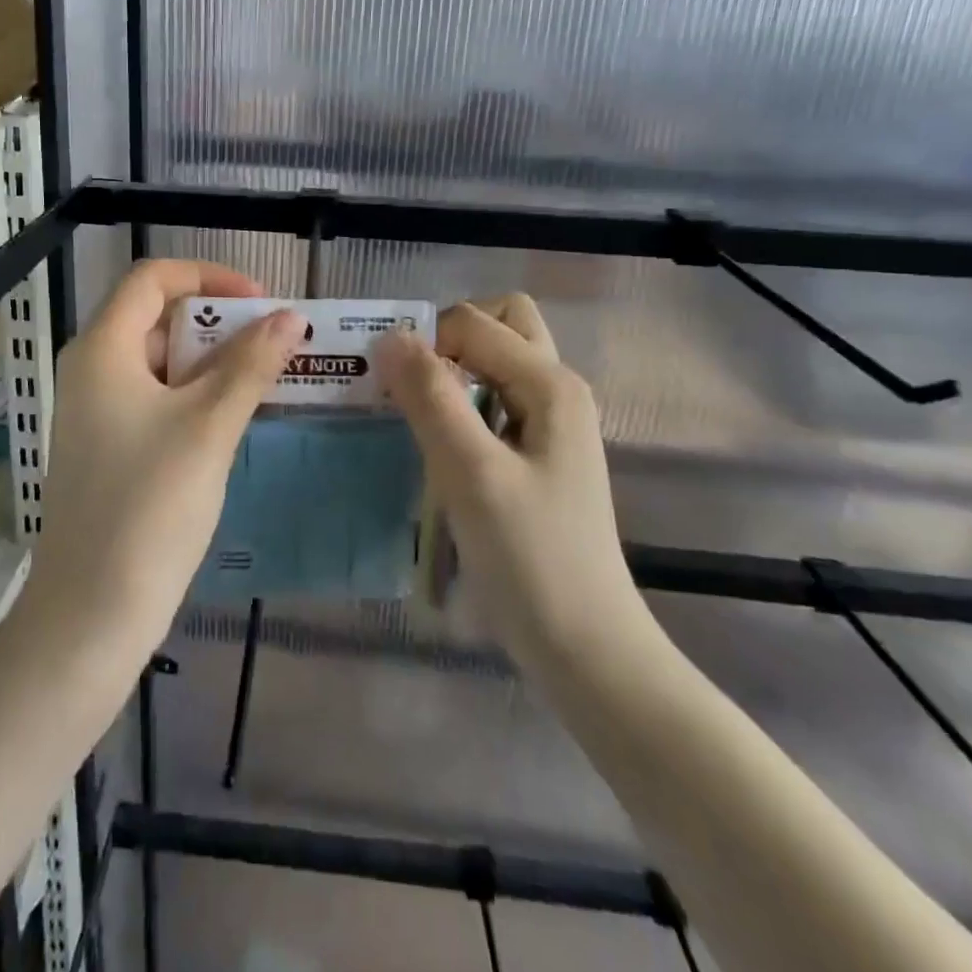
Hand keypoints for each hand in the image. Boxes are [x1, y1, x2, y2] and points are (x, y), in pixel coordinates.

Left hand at [22, 260, 304, 650]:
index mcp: (103, 349)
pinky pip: (157, 399)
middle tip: (274, 340)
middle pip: (158, 317)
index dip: (209, 276)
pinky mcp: (110, 447)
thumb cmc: (149, 505)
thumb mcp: (209, 426)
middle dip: (219, 321)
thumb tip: (291, 318)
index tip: (261, 300)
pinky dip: (197, 395)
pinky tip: (237, 415)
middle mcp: (92, 370)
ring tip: (268, 375)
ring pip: (162, 362)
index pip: (153, 279)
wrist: (92, 612)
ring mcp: (97, 412)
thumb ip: (251, 365)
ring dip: (214, 361)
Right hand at [375, 295, 645, 662]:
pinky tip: (437, 445)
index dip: (424, 342)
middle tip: (410, 383)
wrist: (585, 647)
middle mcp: (556, 390)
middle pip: (498, 324)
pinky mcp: (537, 455)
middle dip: (447, 338)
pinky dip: (460, 403)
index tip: (386, 388)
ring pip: (496, 363)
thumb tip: (390, 335)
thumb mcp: (472, 473)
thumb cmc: (530, 558)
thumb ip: (431, 398)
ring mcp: (550, 424)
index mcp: (550, 383)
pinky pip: (494, 401)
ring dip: (452, 371)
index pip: (472, 323)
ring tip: (414, 411)